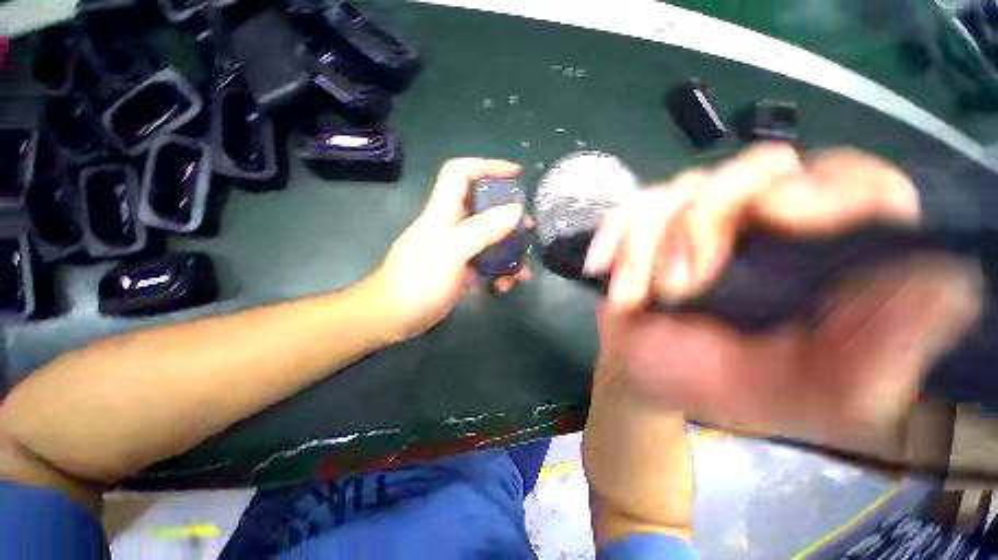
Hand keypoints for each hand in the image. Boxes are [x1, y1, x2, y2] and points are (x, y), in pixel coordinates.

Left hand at [370, 158, 532, 341]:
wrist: (393, 319)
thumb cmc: (415, 284)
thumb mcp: (448, 254)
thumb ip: (481, 231)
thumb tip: (516, 210)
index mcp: (442, 213)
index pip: (461, 174)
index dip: (487, 166)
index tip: (515, 174)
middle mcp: (452, 226)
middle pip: (484, 207)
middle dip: (509, 216)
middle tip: (528, 229)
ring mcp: (459, 250)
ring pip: (491, 239)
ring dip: (509, 252)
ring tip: (522, 270)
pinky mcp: (463, 270)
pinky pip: (488, 263)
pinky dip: (500, 272)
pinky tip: (505, 286)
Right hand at [586, 145, 982, 441]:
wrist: (644, 374)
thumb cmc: (716, 384)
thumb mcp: (798, 393)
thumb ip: (873, 359)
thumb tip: (951, 288)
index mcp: (817, 258)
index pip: (859, 183)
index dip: (835, 187)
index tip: (785, 218)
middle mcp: (762, 221)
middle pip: (758, 168)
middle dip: (707, 225)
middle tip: (679, 286)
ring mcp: (695, 218)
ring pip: (682, 189)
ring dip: (649, 245)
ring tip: (635, 296)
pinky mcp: (644, 227)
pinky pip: (628, 209)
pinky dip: (613, 238)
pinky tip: (602, 268)